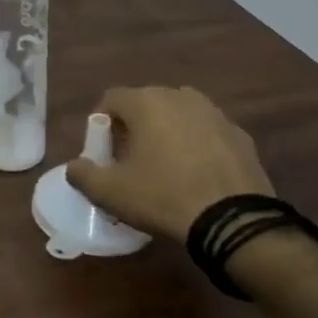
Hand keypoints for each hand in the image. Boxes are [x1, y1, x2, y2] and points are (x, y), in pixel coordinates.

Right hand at [64, 86, 273, 243]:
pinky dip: (196, 145)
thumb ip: (82, 174)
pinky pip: (207, 132)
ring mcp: (215, 114)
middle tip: (129, 158)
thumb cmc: (162, 196)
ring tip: (164, 164)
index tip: (102, 151)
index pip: (111, 99)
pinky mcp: (241, 136)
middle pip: (146, 103)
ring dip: (166, 131)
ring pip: (179, 115)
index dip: (100, 123)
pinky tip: (196, 174)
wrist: (234, 221)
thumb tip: (75, 167)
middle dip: (133, 126)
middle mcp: (180, 97)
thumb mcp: (108, 192)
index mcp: (146, 102)